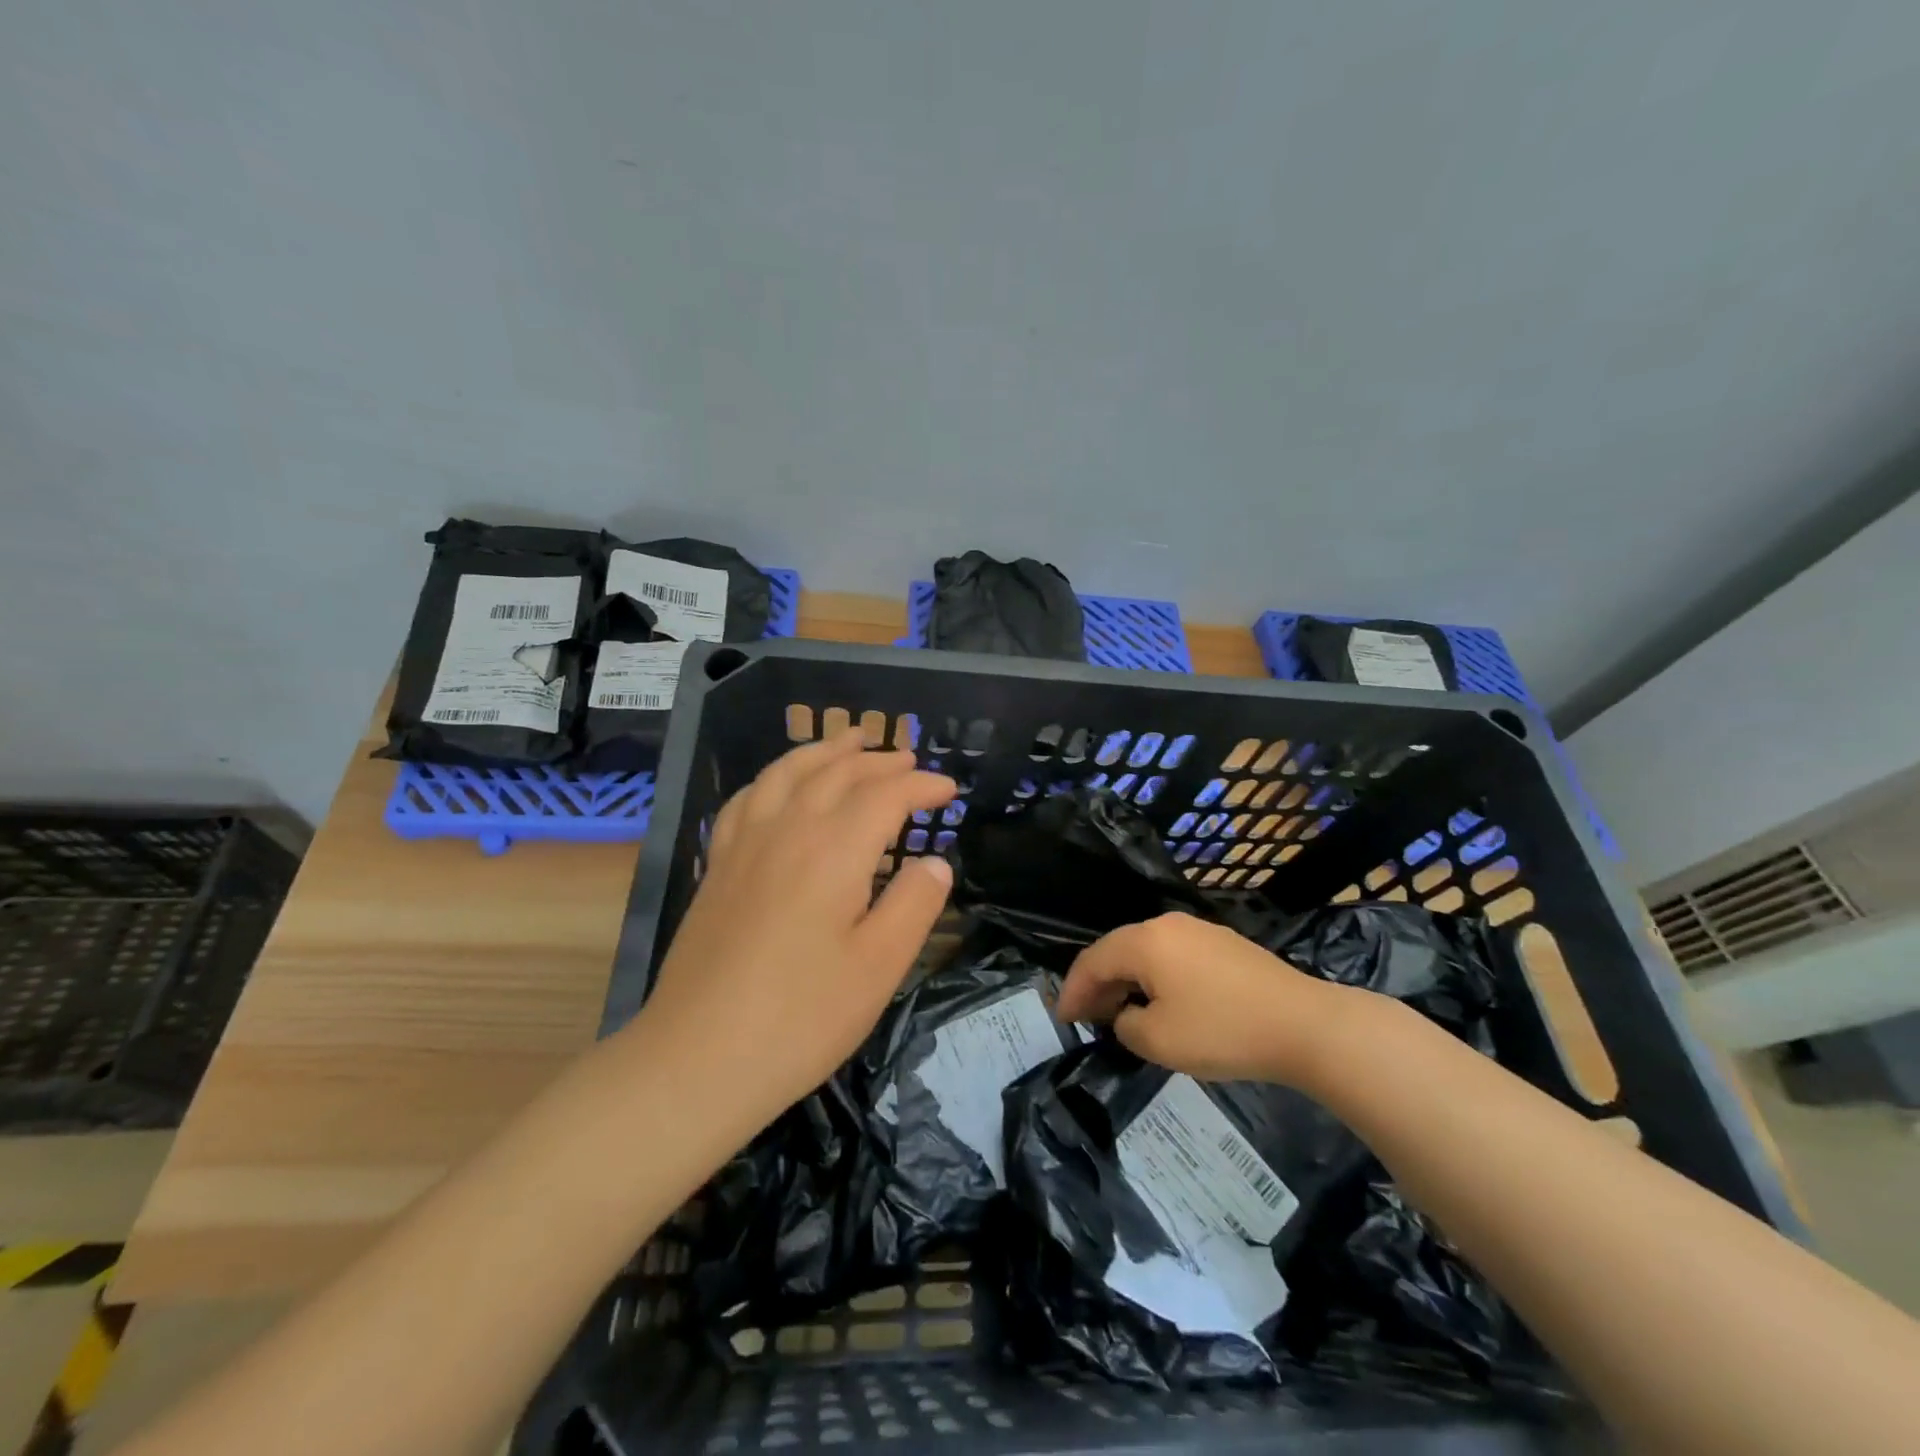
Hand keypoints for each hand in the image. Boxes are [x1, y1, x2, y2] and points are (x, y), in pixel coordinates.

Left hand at [627, 728, 957, 1119]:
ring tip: (849, 741)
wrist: (698, 1059)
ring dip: (824, 752)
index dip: (921, 785)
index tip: (949, 790)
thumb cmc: (801, 1017)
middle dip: (878, 761)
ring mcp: (745, 845)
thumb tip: (935, 863)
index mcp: (833, 851)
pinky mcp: (718, 867)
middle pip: (837, 773)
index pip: (885, 795)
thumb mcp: (879, 967)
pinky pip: (748, 798)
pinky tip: (780, 784)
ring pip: (787, 773)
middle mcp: (787, 831)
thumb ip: (914, 905)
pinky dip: (774, 777)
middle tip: (909, 760)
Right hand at [1056, 912, 1346, 1084]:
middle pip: (1118, 950)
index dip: (1073, 990)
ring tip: (1121, 1013)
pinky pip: (1173, 956)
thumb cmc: (1223, 1031)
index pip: (1093, 960)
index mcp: (1145, 941)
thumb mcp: (1159, 1041)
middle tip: (1087, 1018)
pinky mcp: (1224, 944)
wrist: (1305, 1025)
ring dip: (1127, 980)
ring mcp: (1199, 931)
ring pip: (1146, 952)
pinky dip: (1155, 977)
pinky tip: (1161, 1003)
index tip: (1063, 1019)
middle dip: (1098, 984)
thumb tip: (1128, 1015)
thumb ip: (1126, 1026)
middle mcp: (1167, 925)